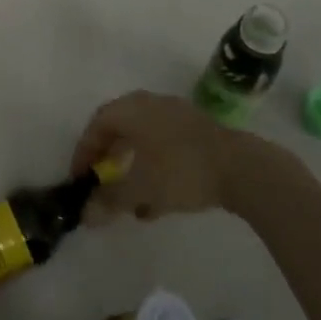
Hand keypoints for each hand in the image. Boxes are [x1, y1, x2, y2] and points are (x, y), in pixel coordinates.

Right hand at [71, 90, 301, 223]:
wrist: (240, 168)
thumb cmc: (180, 171)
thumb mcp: (139, 189)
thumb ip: (109, 201)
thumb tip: (84, 215)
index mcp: (131, 109)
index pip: (96, 125)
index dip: (83, 152)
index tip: (79, 179)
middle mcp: (149, 104)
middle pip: (119, 129)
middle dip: (107, 159)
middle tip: (100, 183)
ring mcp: (175, 115)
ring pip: (143, 140)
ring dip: (132, 168)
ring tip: (129, 201)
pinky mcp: (196, 131)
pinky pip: (164, 146)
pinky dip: (154, 169)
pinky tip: (158, 201)